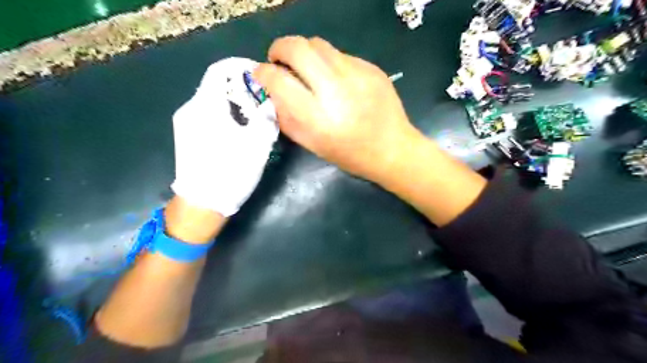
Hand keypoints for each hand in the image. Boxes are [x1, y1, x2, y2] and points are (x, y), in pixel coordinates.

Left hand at [171, 57, 278, 214]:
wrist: (201, 204)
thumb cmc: (230, 172)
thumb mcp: (257, 144)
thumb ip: (266, 118)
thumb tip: (270, 102)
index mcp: (206, 106)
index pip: (220, 70)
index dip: (240, 66)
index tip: (260, 74)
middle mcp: (190, 109)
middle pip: (216, 85)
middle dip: (242, 89)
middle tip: (264, 101)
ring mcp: (185, 123)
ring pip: (212, 101)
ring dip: (235, 103)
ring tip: (255, 117)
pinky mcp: (186, 136)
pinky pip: (207, 115)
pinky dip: (225, 114)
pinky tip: (239, 131)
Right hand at [255, 36, 422, 183]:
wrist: (392, 149)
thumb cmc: (350, 154)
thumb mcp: (312, 145)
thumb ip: (287, 118)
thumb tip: (271, 92)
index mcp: (317, 117)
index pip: (278, 80)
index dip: (262, 73)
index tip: (260, 74)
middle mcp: (335, 89)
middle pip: (297, 48)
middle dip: (279, 49)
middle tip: (279, 60)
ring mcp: (356, 75)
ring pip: (318, 44)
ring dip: (304, 52)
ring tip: (306, 68)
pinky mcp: (371, 68)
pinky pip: (340, 54)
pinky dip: (329, 62)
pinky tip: (336, 79)